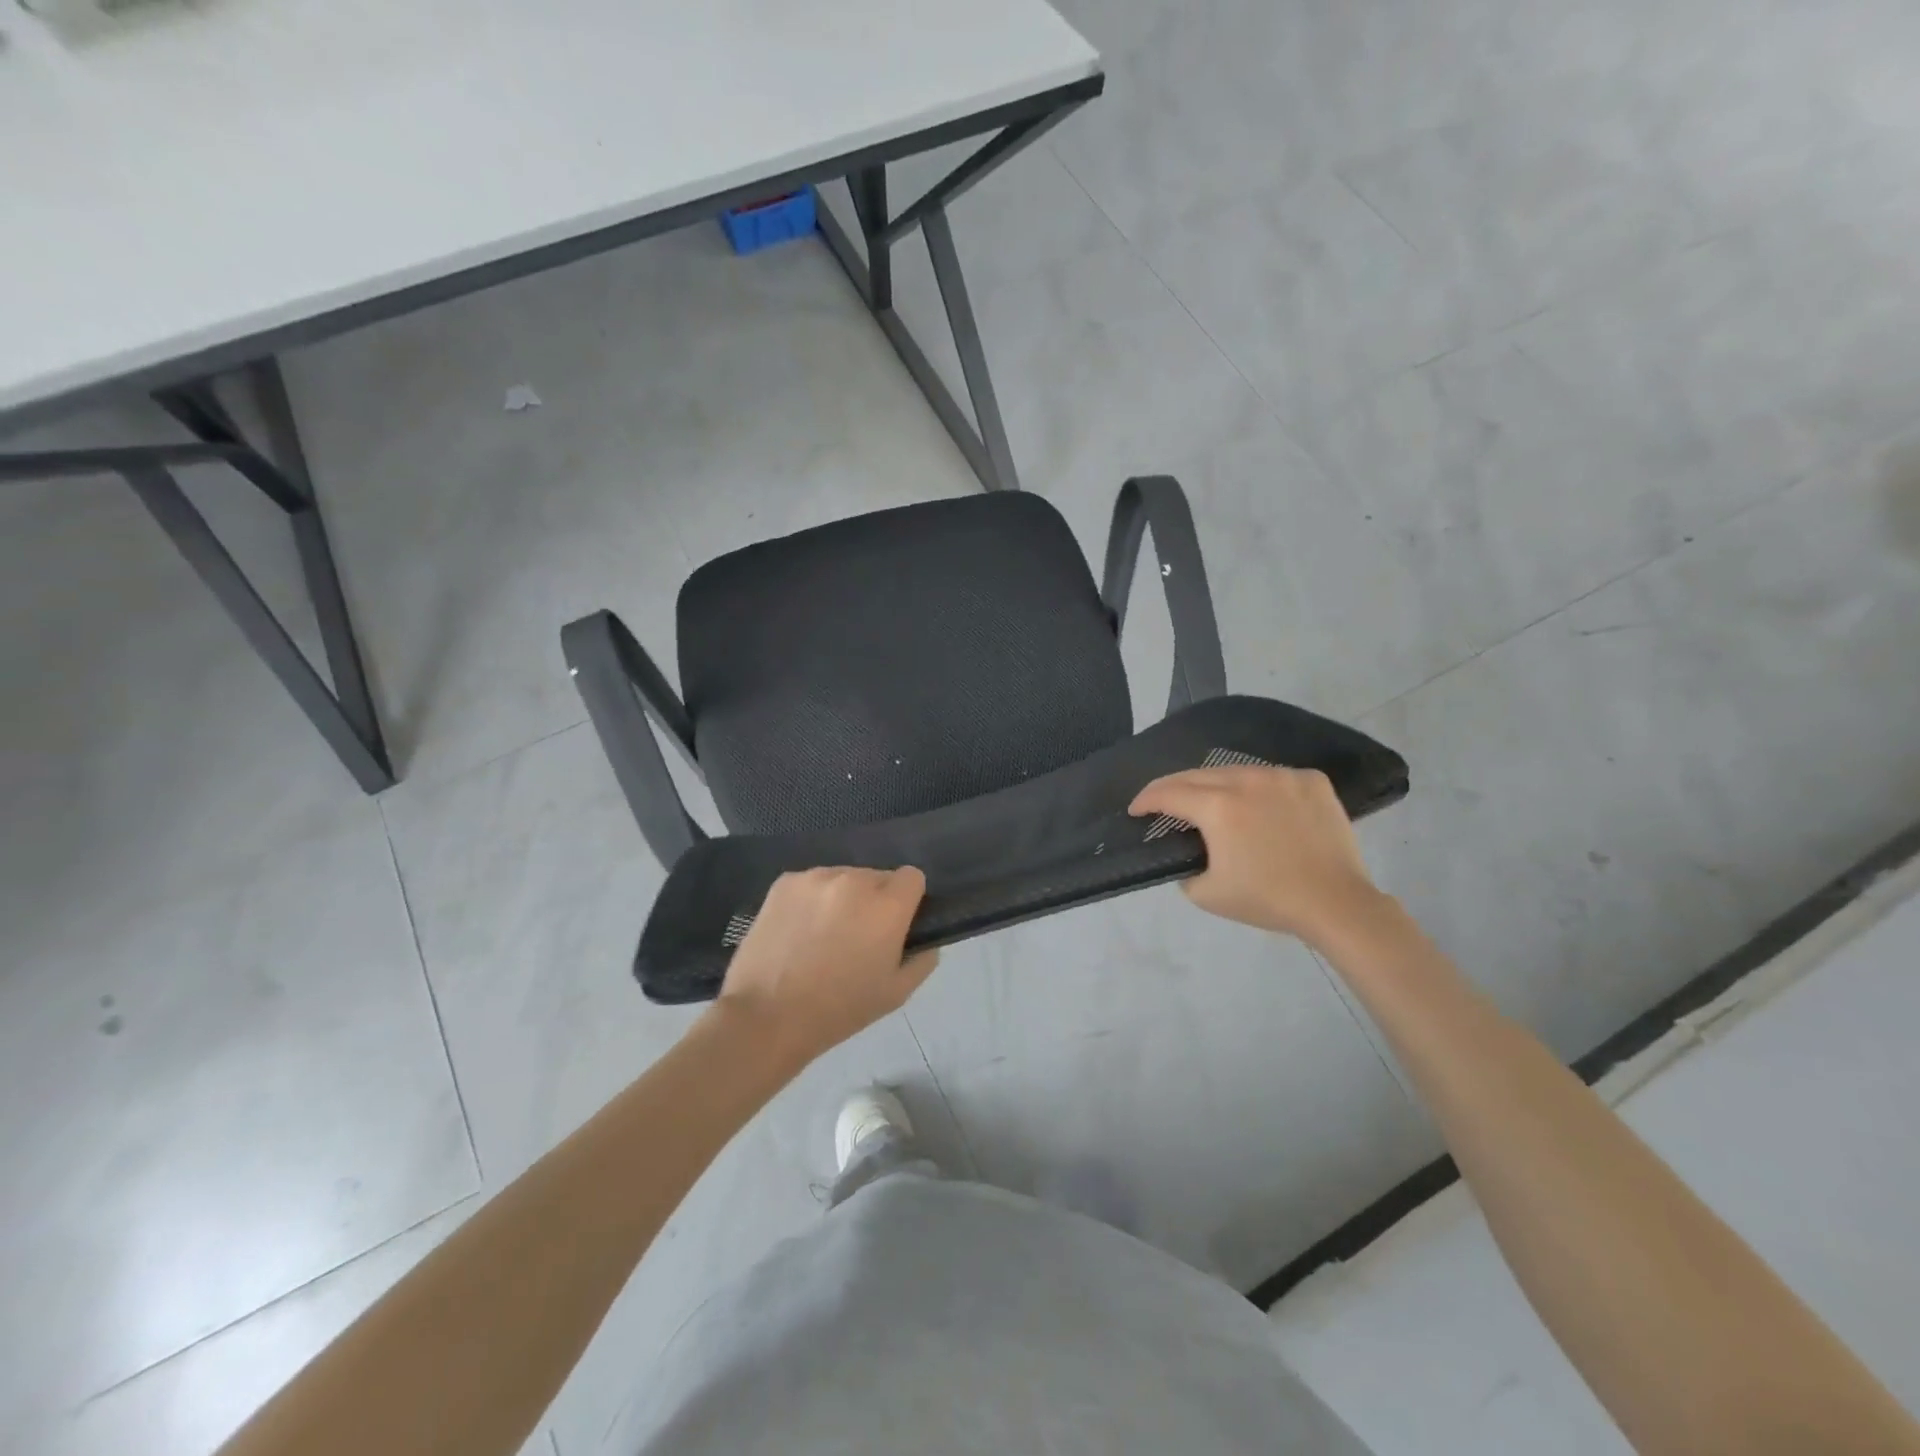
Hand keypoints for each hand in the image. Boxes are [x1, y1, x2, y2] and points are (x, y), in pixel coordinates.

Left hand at [716, 866, 937, 1062]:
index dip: (908, 899)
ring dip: (842, 898)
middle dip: (874, 900)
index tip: (895, 924)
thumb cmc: (838, 1010)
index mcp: (887, 905)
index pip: (912, 877)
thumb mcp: (896, 994)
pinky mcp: (784, 882)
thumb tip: (926, 940)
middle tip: (858, 935)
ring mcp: (816, 877)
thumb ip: (922, 959)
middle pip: (877, 877)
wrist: (766, 1017)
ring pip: (843, 878)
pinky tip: (798, 930)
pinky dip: (811, 900)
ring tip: (823, 935)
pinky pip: (811, 884)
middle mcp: (854, 880)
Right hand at [1130, 765, 1386, 947]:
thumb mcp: (1207, 894)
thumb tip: (1188, 853)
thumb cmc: (1268, 899)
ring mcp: (1282, 776)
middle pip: (1197, 775)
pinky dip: (1256, 788)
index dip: (1146, 800)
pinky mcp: (1311, 780)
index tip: (1136, 810)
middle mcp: (1246, 780)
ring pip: (1235, 771)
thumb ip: (1184, 869)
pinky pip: (1272, 777)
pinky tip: (1258, 806)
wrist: (1337, 904)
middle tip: (1161, 802)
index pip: (1168, 793)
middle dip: (1173, 788)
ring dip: (1215, 785)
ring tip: (1210, 801)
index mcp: (1218, 807)